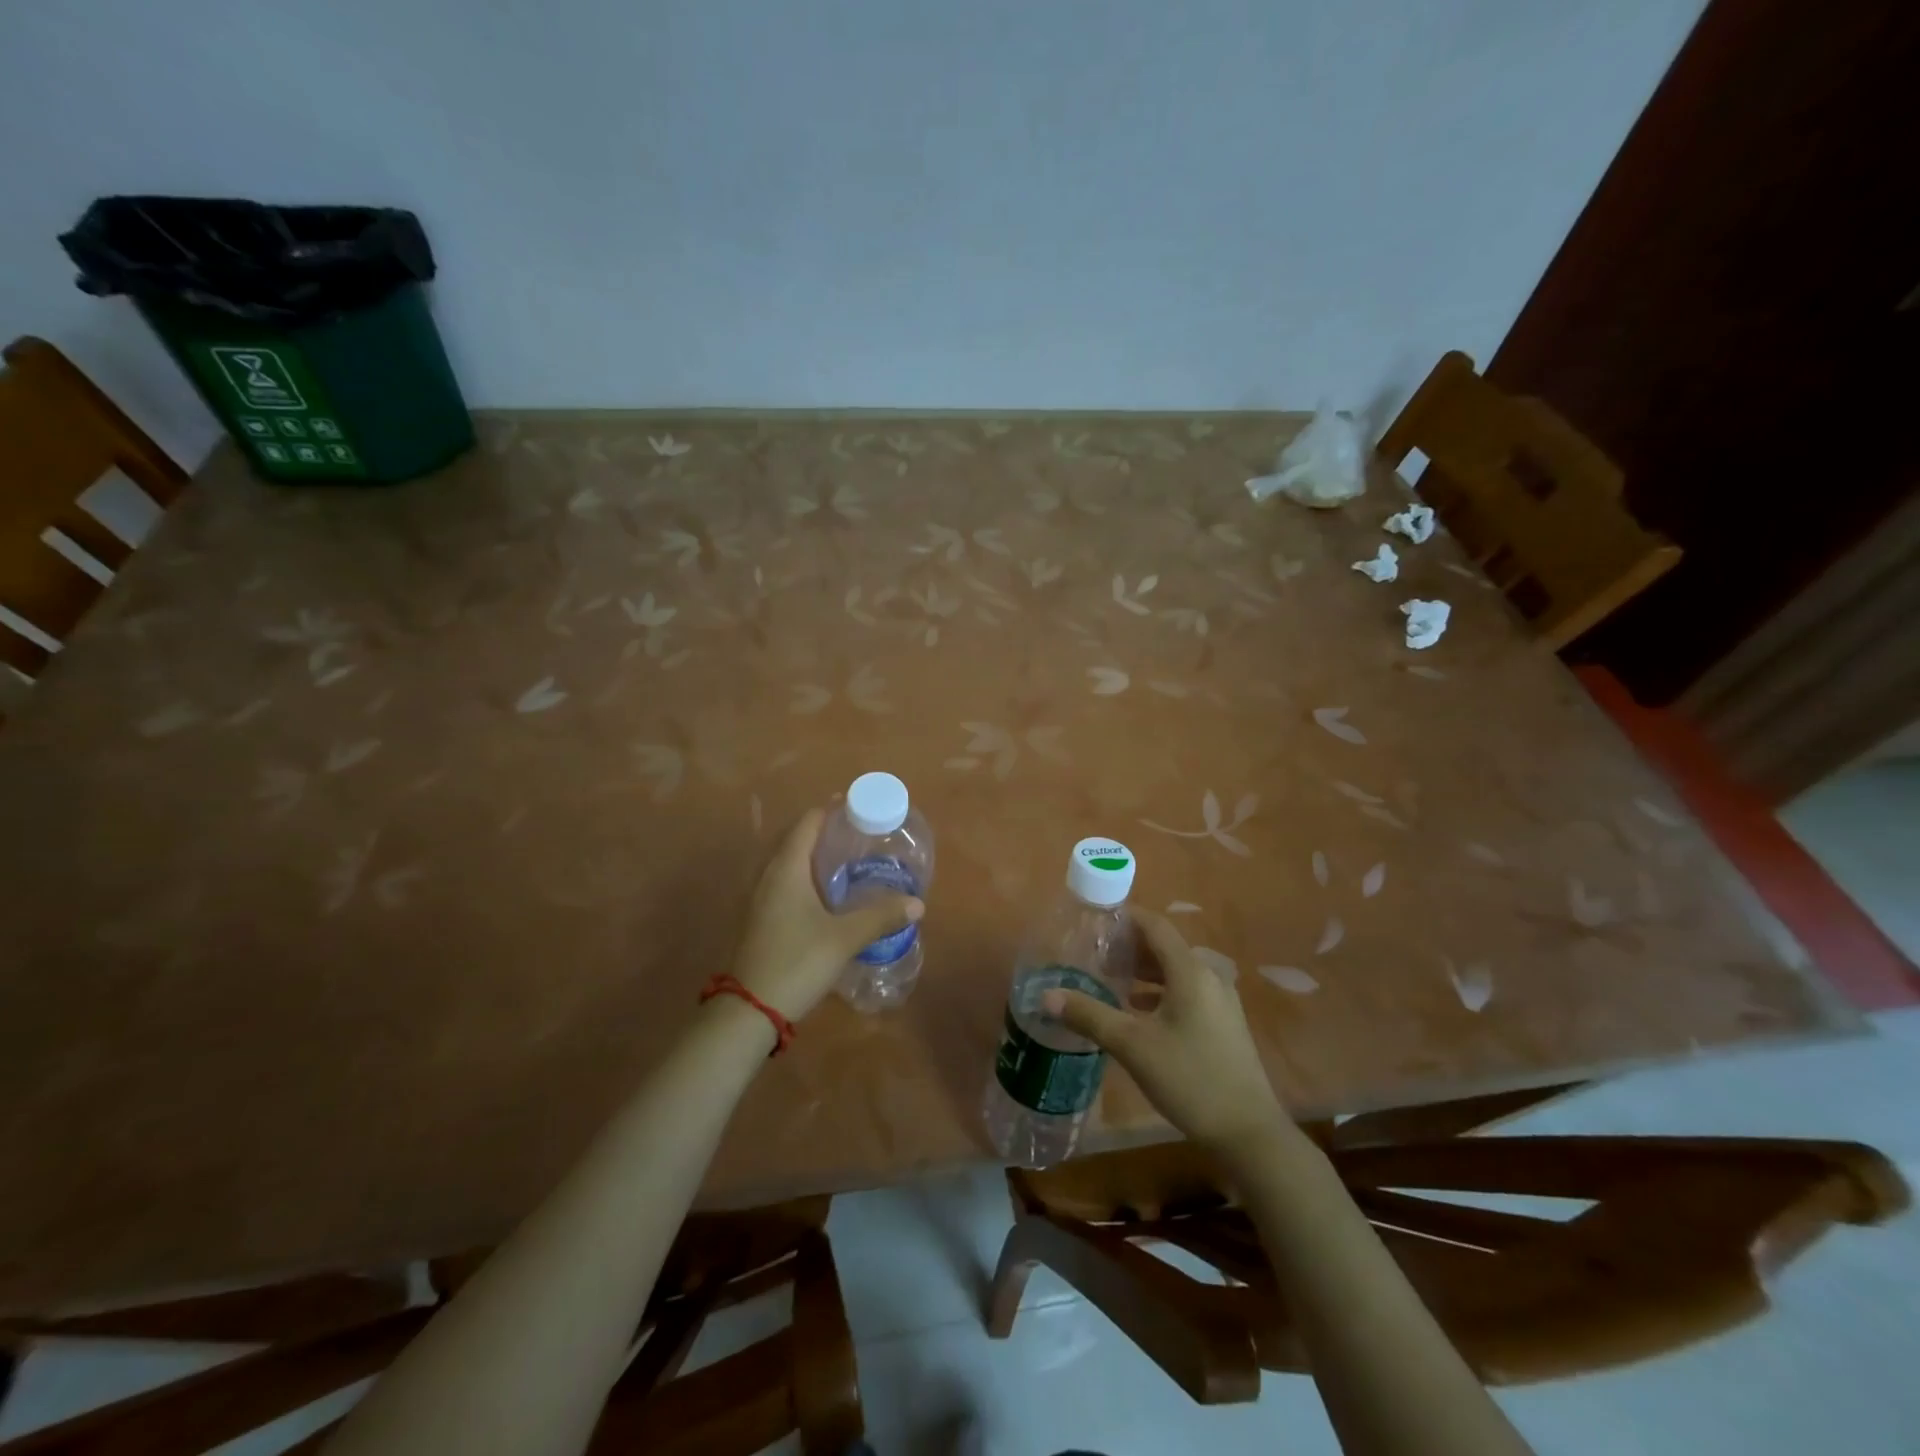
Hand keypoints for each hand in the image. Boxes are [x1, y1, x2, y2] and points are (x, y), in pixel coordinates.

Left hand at [730, 809, 922, 1021]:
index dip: (832, 811)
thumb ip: (881, 916)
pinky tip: (824, 897)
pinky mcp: (757, 919)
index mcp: (787, 869)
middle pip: (795, 839)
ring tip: (845, 862)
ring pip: (787, 863)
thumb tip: (917, 903)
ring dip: (813, 856)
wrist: (748, 1011)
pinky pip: (783, 883)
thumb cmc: (796, 962)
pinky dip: (804, 878)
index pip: (808, 823)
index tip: (858, 808)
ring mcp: (758, 899)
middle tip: (858, 836)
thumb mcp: (844, 938)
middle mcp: (768, 876)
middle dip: (825, 832)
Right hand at [1046, 909, 1286, 1155]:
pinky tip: (1137, 1011)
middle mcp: (1209, 977)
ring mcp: (1220, 1001)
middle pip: (1164, 947)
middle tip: (1093, 955)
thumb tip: (1046, 996)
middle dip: (1129, 947)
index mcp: (1190, 971)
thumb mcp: (1132, 1046)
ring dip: (1143, 971)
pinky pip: (1186, 991)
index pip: (1154, 926)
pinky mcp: (1223, 1023)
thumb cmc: (1189, 1079)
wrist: (1248, 1132)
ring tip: (1109, 980)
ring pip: (1175, 971)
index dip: (1125, 919)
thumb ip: (1089, 1015)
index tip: (1094, 923)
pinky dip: (1159, 991)